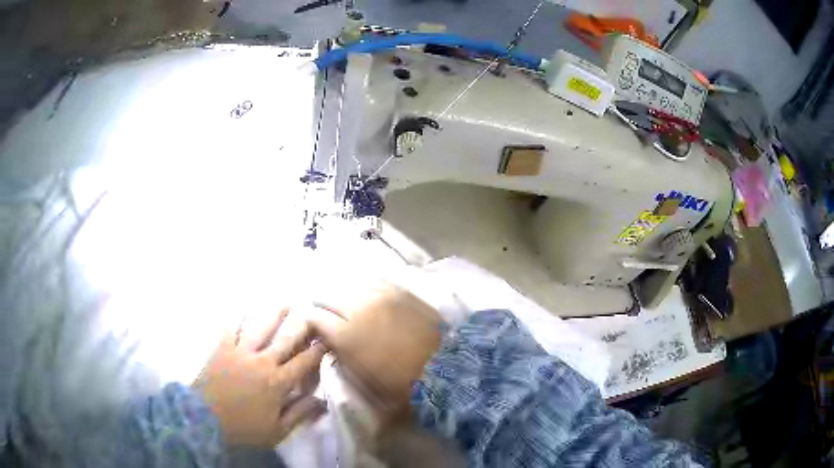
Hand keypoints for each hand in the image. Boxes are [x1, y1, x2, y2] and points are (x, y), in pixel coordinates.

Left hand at [193, 308, 326, 446]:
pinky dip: (238, 318)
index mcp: (279, 382)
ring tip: (285, 303)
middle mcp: (263, 361)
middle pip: (286, 338)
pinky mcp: (222, 348)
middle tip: (312, 312)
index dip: (319, 350)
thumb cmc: (244, 428)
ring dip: (274, 314)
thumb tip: (322, 400)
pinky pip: (231, 328)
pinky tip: (243, 309)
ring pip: (261, 327)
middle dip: (302, 325)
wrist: (205, 419)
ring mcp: (241, 352)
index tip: (328, 339)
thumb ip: (300, 414)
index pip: (305, 361)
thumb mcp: (277, 430)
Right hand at [308, 285, 441, 421]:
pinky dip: (364, 286)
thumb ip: (341, 357)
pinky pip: (373, 280)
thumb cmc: (401, 384)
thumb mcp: (362, 381)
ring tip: (344, 300)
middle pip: (328, 296)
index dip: (310, 322)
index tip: (312, 326)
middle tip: (325, 312)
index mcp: (346, 334)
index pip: (315, 318)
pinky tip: (365, 292)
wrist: (445, 368)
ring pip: (350, 284)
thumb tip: (331, 343)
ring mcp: (380, 295)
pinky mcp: (399, 291)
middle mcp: (358, 308)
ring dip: (343, 293)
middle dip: (322, 304)